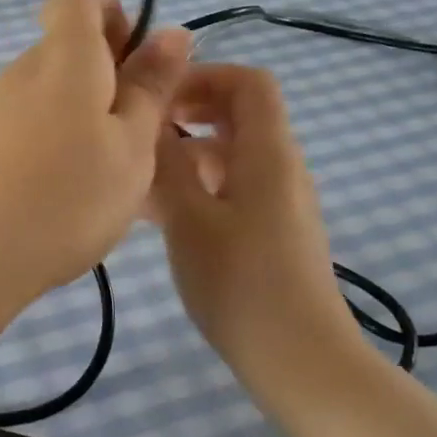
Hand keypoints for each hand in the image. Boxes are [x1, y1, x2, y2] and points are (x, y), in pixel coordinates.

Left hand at [0, 0, 192, 312]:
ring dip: (74, 125)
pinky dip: (40, 154)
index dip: (112, 14)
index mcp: (65, 59)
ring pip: (43, 99)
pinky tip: (46, 206)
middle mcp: (18, 73)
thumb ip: (151, 89)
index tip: (134, 65)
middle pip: (63, 52)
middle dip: (103, 83)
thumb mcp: (131, 149)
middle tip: (128, 144)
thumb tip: (171, 31)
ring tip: (90, 188)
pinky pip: (16, 134)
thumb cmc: (64, 200)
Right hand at [148, 64, 355, 374]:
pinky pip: (232, 191)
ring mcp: (279, 203)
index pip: (249, 82)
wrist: (299, 360)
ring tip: (137, 183)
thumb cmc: (240, 283)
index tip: (158, 97)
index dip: (204, 76)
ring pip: (230, 158)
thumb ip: (166, 163)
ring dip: (185, 157)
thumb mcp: (189, 218)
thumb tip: (150, 118)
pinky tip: (158, 217)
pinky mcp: (272, 233)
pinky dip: (197, 190)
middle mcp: (280, 168)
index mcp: (268, 153)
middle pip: (238, 117)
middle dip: (188, 116)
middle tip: (140, 134)